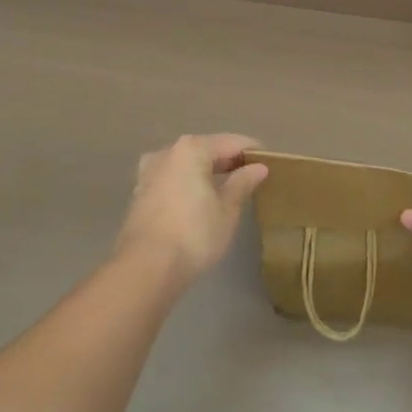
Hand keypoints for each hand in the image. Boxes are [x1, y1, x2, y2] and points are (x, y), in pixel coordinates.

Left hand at [115, 134, 267, 288]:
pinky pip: (173, 180)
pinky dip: (189, 184)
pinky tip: (201, 200)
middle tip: (253, 176)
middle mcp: (167, 153)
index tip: (271, 162)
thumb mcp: (227, 210)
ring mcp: (149, 173)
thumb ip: (242, 183)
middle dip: (229, 161)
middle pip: (206, 150)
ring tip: (228, 188)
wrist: (145, 269)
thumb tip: (258, 167)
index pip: (231, 142)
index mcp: (192, 149)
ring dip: (207, 173)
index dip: (253, 151)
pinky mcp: (140, 195)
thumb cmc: (194, 234)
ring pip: (187, 165)